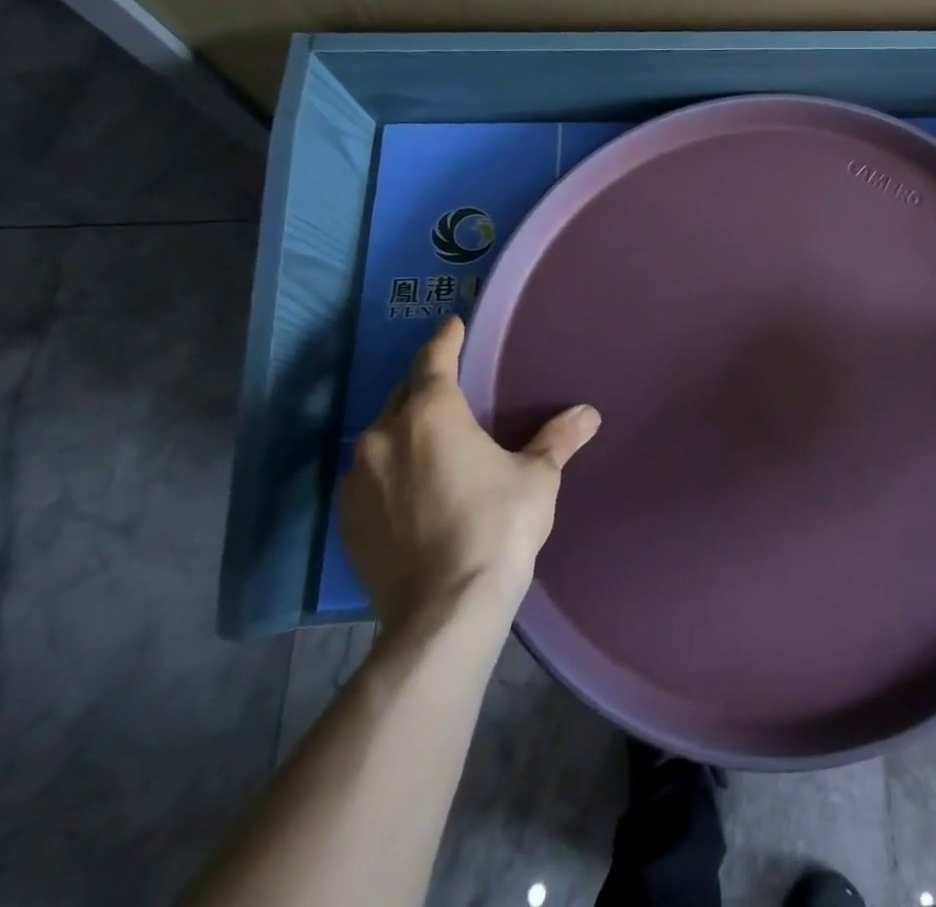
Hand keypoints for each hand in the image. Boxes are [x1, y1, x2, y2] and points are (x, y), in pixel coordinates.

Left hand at [339, 316, 600, 632]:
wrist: (443, 611)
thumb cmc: (497, 526)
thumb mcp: (537, 478)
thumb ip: (558, 439)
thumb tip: (588, 413)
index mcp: (432, 413)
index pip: (433, 359)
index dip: (445, 339)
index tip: (453, 325)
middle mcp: (384, 436)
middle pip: (403, 394)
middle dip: (425, 383)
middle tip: (451, 383)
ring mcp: (358, 479)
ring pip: (382, 435)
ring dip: (405, 428)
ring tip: (433, 439)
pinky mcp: (346, 518)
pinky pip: (369, 475)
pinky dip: (390, 468)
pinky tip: (411, 485)